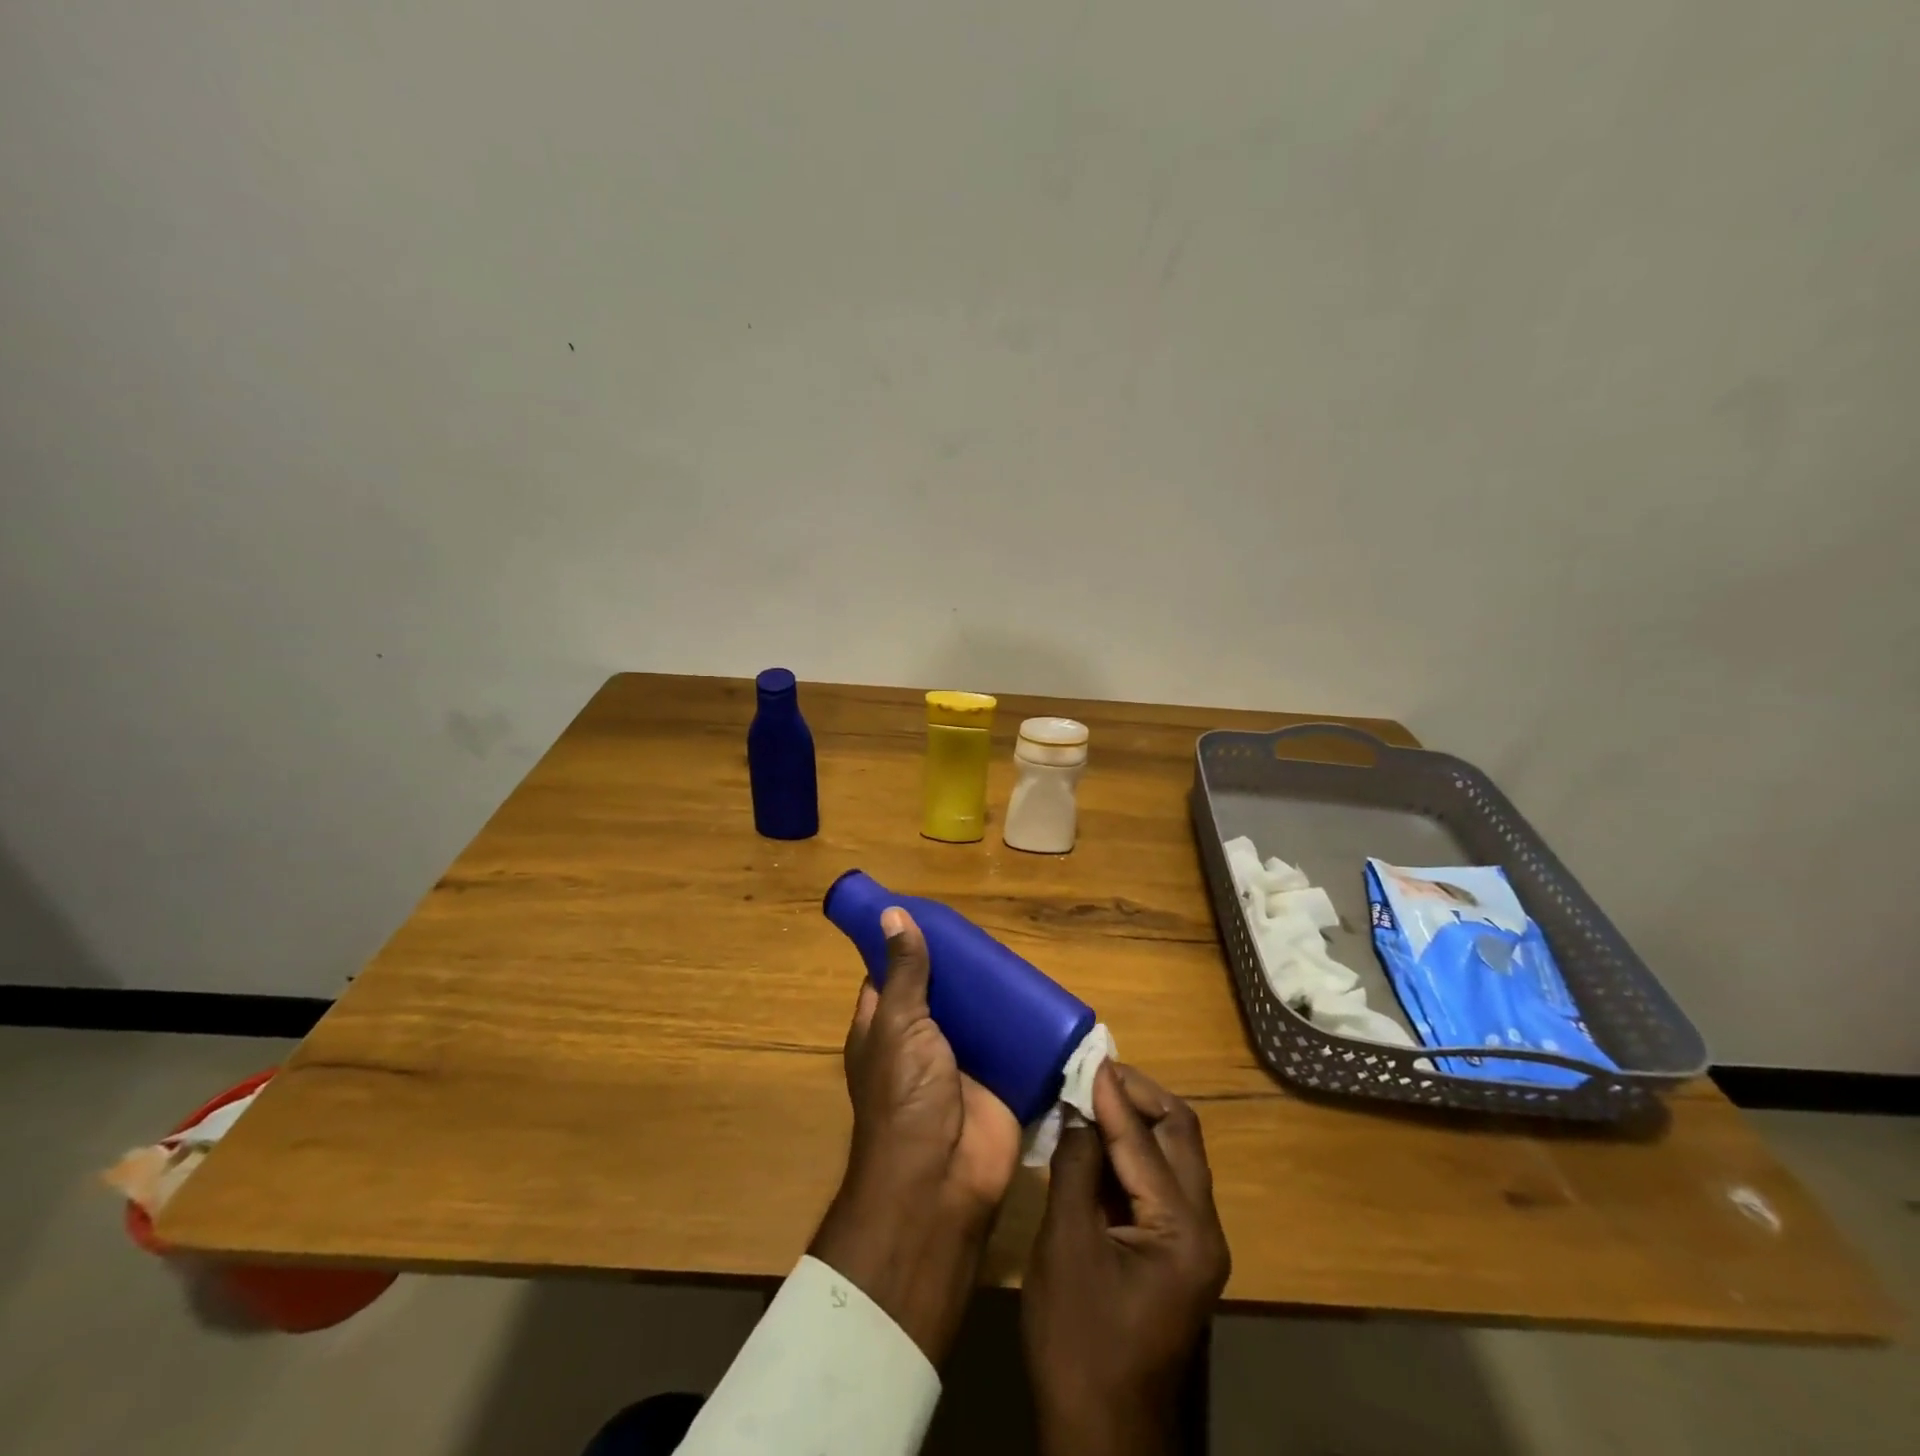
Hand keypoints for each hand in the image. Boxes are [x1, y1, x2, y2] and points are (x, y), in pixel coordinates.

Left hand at [809, 906, 1021, 1362]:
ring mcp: (961, 1063)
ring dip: (994, 994)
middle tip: (986, 933)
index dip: (905, 948)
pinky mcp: (998, 1081)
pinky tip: (1043, 995)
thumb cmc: (905, 1095)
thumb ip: (904, 972)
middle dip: (960, 969)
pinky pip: (1012, 1045)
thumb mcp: (899, 1023)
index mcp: (885, 1028)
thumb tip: (892, 914)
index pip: (890, 977)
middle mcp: (920, 1043)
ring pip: (978, 1017)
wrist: (943, 1178)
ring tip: (1018, 955)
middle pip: (941, 994)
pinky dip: (1025, 1025)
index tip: (930, 916)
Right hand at [1022, 1062, 1230, 1455]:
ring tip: (1092, 1092)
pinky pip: (1161, 1181)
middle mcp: (1203, 1229)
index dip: (1113, 1095)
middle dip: (1138, 1096)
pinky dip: (1132, 1151)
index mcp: (1184, 1231)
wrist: (1101, 1436)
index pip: (1147, 1141)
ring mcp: (1194, 1243)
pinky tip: (1098, 1137)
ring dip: (1136, 1119)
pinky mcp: (1177, 1252)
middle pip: (1180, 1136)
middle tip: (1093, 1071)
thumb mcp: (1066, 1247)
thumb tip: (1078, 1109)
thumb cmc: (1079, 1343)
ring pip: (1174, 1155)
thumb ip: (1077, 1168)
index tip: (1088, 1055)